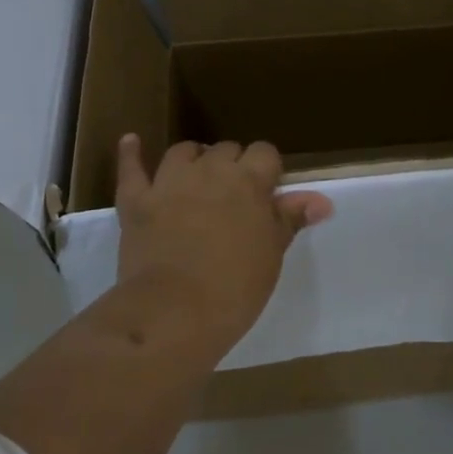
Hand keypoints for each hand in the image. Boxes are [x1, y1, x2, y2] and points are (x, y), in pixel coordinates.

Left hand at [114, 135, 333, 335]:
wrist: (175, 311)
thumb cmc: (235, 287)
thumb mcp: (271, 254)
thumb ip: (289, 219)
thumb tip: (321, 201)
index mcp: (248, 182)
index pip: (265, 153)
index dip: (267, 169)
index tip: (266, 192)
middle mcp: (209, 170)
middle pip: (225, 149)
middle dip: (232, 166)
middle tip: (233, 197)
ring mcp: (169, 182)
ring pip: (183, 152)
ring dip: (193, 160)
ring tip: (196, 177)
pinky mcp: (136, 199)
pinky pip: (131, 168)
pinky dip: (131, 154)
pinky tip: (132, 142)